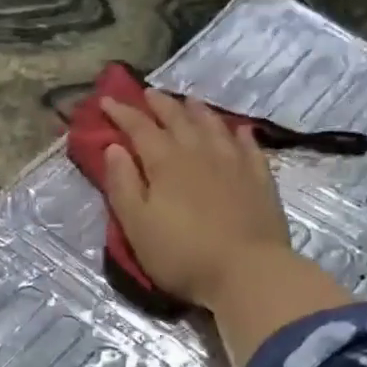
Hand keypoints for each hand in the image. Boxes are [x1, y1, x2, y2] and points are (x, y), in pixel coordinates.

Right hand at [100, 90, 295, 306]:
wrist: (247, 273)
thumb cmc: (182, 254)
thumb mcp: (136, 225)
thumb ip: (122, 184)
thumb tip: (113, 148)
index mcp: (165, 162)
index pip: (139, 128)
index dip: (121, 113)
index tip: (106, 101)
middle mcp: (199, 152)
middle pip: (177, 119)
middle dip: (159, 104)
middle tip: (147, 93)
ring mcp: (233, 163)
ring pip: (213, 125)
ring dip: (197, 111)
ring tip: (188, 101)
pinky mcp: (260, 179)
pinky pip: (248, 146)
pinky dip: (238, 133)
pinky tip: (237, 130)